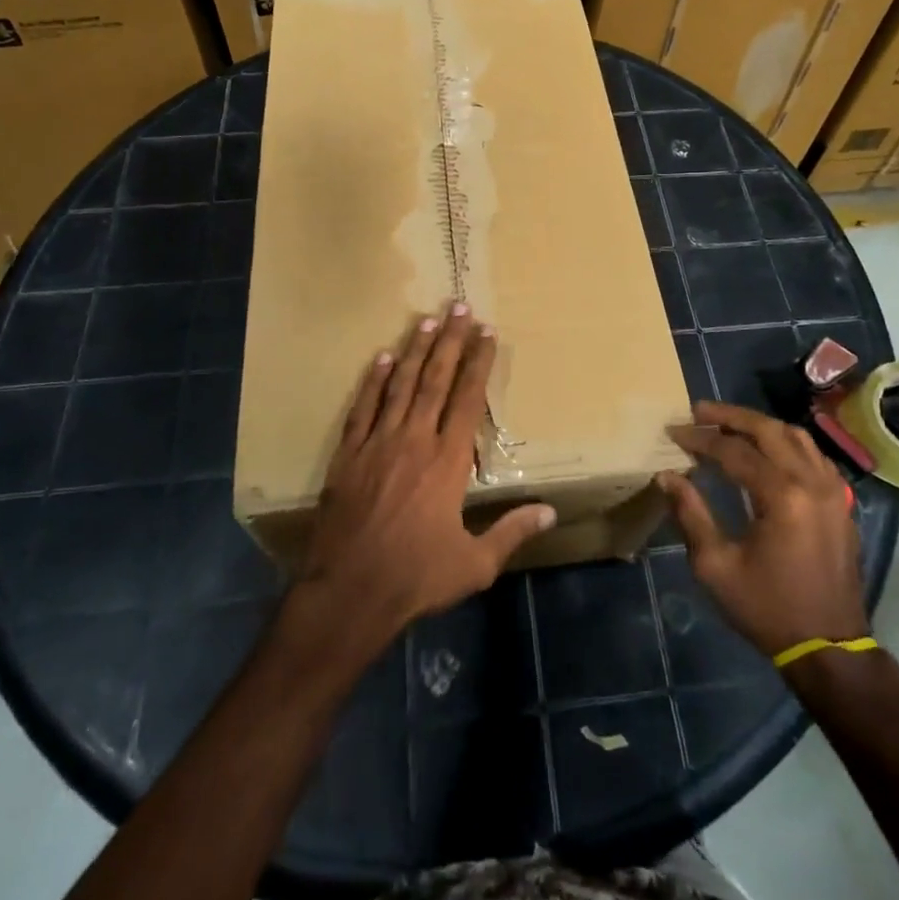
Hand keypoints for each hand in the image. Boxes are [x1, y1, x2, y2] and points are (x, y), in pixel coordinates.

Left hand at [288, 305, 556, 660]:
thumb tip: (550, 512)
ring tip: (426, 319)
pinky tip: (381, 358)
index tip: (487, 332)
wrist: (349, 593)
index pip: (467, 399)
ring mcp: (377, 444)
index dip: (479, 362)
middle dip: (449, 340)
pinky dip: (373, 381)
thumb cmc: (416, 577)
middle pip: (435, 379)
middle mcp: (415, 441)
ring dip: (414, 350)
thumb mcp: (474, 565)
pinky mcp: (348, 455)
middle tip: (458, 306)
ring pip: (400, 385)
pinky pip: (362, 408)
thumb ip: (511, 532)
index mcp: (448, 463)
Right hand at [658, 400, 868, 659]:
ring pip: (795, 436)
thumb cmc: (767, 608)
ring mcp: (833, 490)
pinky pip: (814, 455)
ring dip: (760, 425)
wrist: (829, 648)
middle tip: (699, 411)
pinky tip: (767, 450)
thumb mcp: (716, 567)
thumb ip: (691, 515)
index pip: (733, 449)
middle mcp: (812, 482)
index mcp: (781, 496)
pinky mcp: (841, 502)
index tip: (673, 430)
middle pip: (768, 429)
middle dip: (730, 416)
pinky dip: (786, 443)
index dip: (700, 438)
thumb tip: (666, 476)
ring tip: (729, 424)